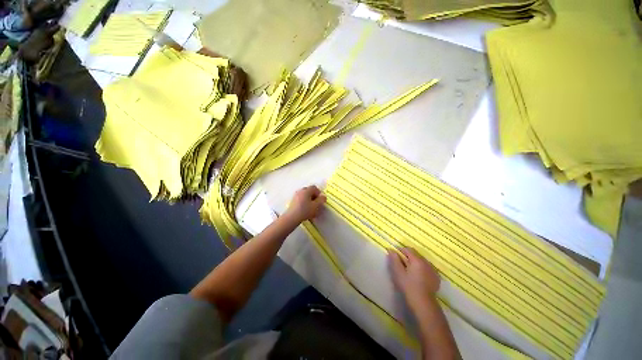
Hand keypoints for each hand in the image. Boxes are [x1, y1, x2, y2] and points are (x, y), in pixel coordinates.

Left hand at [285, 186, 325, 222]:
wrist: (292, 217)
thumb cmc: (305, 210)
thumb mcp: (316, 206)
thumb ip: (321, 200)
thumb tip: (323, 197)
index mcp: (306, 190)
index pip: (314, 188)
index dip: (319, 193)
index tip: (320, 199)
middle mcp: (300, 191)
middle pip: (309, 191)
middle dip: (313, 196)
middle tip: (316, 203)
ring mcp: (295, 196)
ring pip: (304, 195)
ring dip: (309, 200)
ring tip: (311, 208)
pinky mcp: (293, 201)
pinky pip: (300, 199)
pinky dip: (304, 203)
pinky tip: (305, 210)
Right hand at [389, 247, 440, 307]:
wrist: (423, 303)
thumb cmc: (408, 287)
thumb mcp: (398, 272)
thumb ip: (394, 260)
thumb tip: (391, 250)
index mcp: (417, 260)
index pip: (408, 249)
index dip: (400, 250)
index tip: (395, 256)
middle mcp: (426, 262)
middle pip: (416, 254)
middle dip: (408, 256)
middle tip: (401, 264)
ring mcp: (433, 270)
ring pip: (422, 261)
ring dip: (416, 262)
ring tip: (410, 270)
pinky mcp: (436, 277)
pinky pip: (428, 268)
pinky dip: (422, 268)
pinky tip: (419, 276)